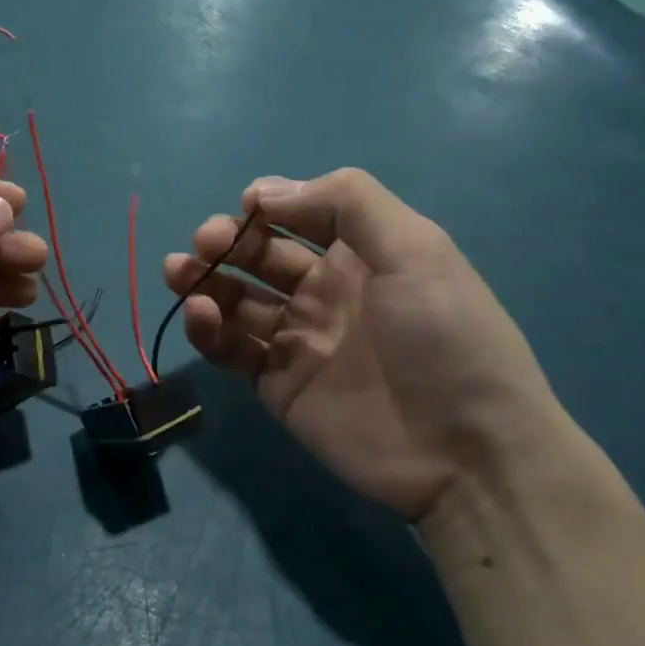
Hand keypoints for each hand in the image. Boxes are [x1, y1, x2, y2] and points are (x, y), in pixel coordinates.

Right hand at [163, 169, 564, 523]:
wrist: (465, 452)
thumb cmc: (445, 338)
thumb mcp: (416, 250)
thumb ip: (347, 203)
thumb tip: (264, 192)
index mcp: (360, 255)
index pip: (300, 214)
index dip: (268, 204)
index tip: (247, 206)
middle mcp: (325, 292)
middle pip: (259, 255)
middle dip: (227, 240)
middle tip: (205, 243)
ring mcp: (297, 340)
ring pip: (236, 300)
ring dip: (204, 280)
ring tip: (179, 272)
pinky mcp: (276, 383)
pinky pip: (232, 348)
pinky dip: (209, 329)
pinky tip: (201, 315)